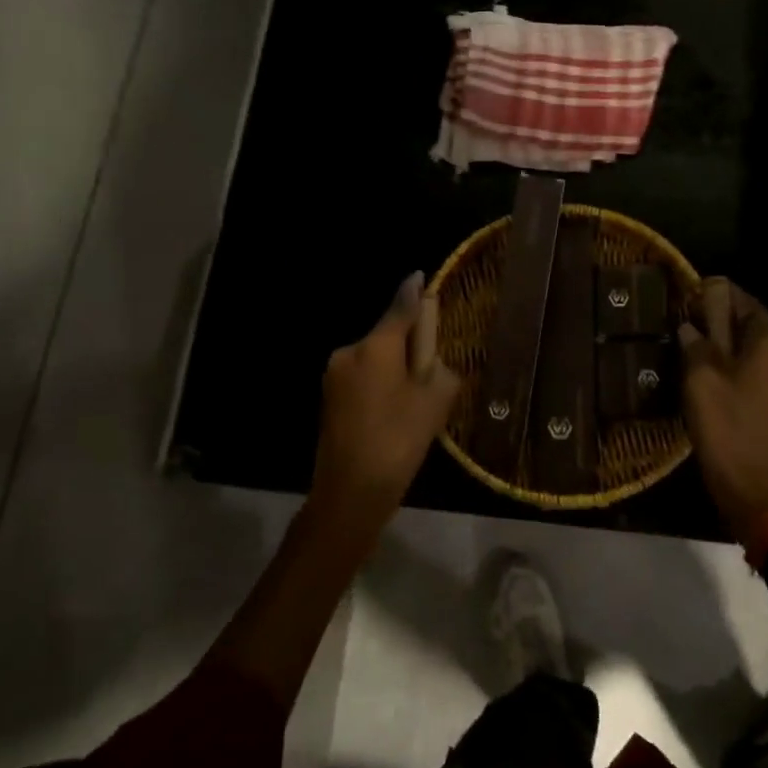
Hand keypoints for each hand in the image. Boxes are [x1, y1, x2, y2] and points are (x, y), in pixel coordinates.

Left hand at [308, 271, 459, 538]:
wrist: (350, 492)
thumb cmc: (399, 441)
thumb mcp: (435, 402)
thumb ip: (439, 368)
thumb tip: (431, 360)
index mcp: (375, 347)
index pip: (400, 308)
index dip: (414, 292)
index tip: (420, 276)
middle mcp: (349, 352)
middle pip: (386, 336)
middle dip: (408, 345)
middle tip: (429, 373)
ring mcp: (334, 376)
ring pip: (374, 359)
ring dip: (394, 368)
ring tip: (412, 402)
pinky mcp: (328, 398)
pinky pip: (363, 378)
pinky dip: (380, 385)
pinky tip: (392, 414)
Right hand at [677, 278, 767, 535]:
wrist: (757, 490)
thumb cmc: (726, 429)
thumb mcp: (700, 382)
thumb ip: (696, 346)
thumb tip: (691, 326)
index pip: (750, 306)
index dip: (725, 295)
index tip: (700, 290)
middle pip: (759, 330)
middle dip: (728, 323)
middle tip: (696, 323)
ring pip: (763, 355)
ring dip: (736, 349)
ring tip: (704, 353)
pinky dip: (747, 371)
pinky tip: (723, 381)